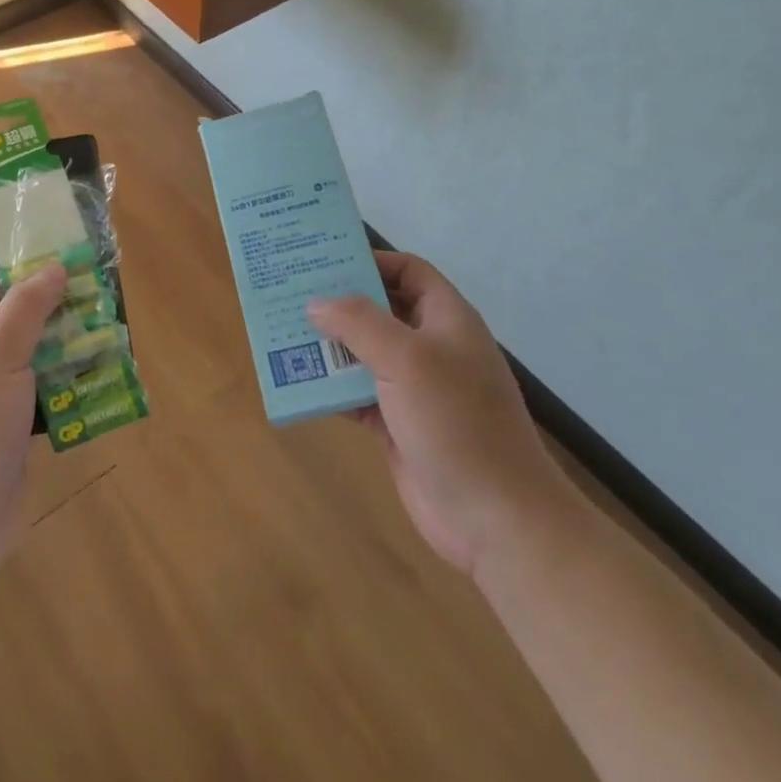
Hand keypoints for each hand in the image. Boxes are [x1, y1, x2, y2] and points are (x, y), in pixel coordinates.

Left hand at [0, 265, 68, 577]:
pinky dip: (67, 386)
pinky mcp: (10, 431)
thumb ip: (26, 308)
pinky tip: (99, 379)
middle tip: (90, 295)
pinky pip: (42, 395)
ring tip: (104, 332)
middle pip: (8, 320)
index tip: (47, 264)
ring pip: (30, 358)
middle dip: (47, 308)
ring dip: (64, 347)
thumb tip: (54, 267)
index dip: (4, 271)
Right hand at [309, 252, 572, 574]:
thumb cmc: (457, 422)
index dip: (371, 261)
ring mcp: (415, 388)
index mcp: (445, 319)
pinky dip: (331, 388)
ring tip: (283, 333)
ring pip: (363, 353)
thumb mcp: (407, 359)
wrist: (497, 520)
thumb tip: (316, 303)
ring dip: (328, 346)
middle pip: (379, 310)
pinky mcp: (398, 425)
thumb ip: (358, 323)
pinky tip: (298, 382)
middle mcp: (431, 347)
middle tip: (291, 293)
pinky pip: (357, 394)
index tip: (325, 261)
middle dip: (338, 303)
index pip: (408, 271)